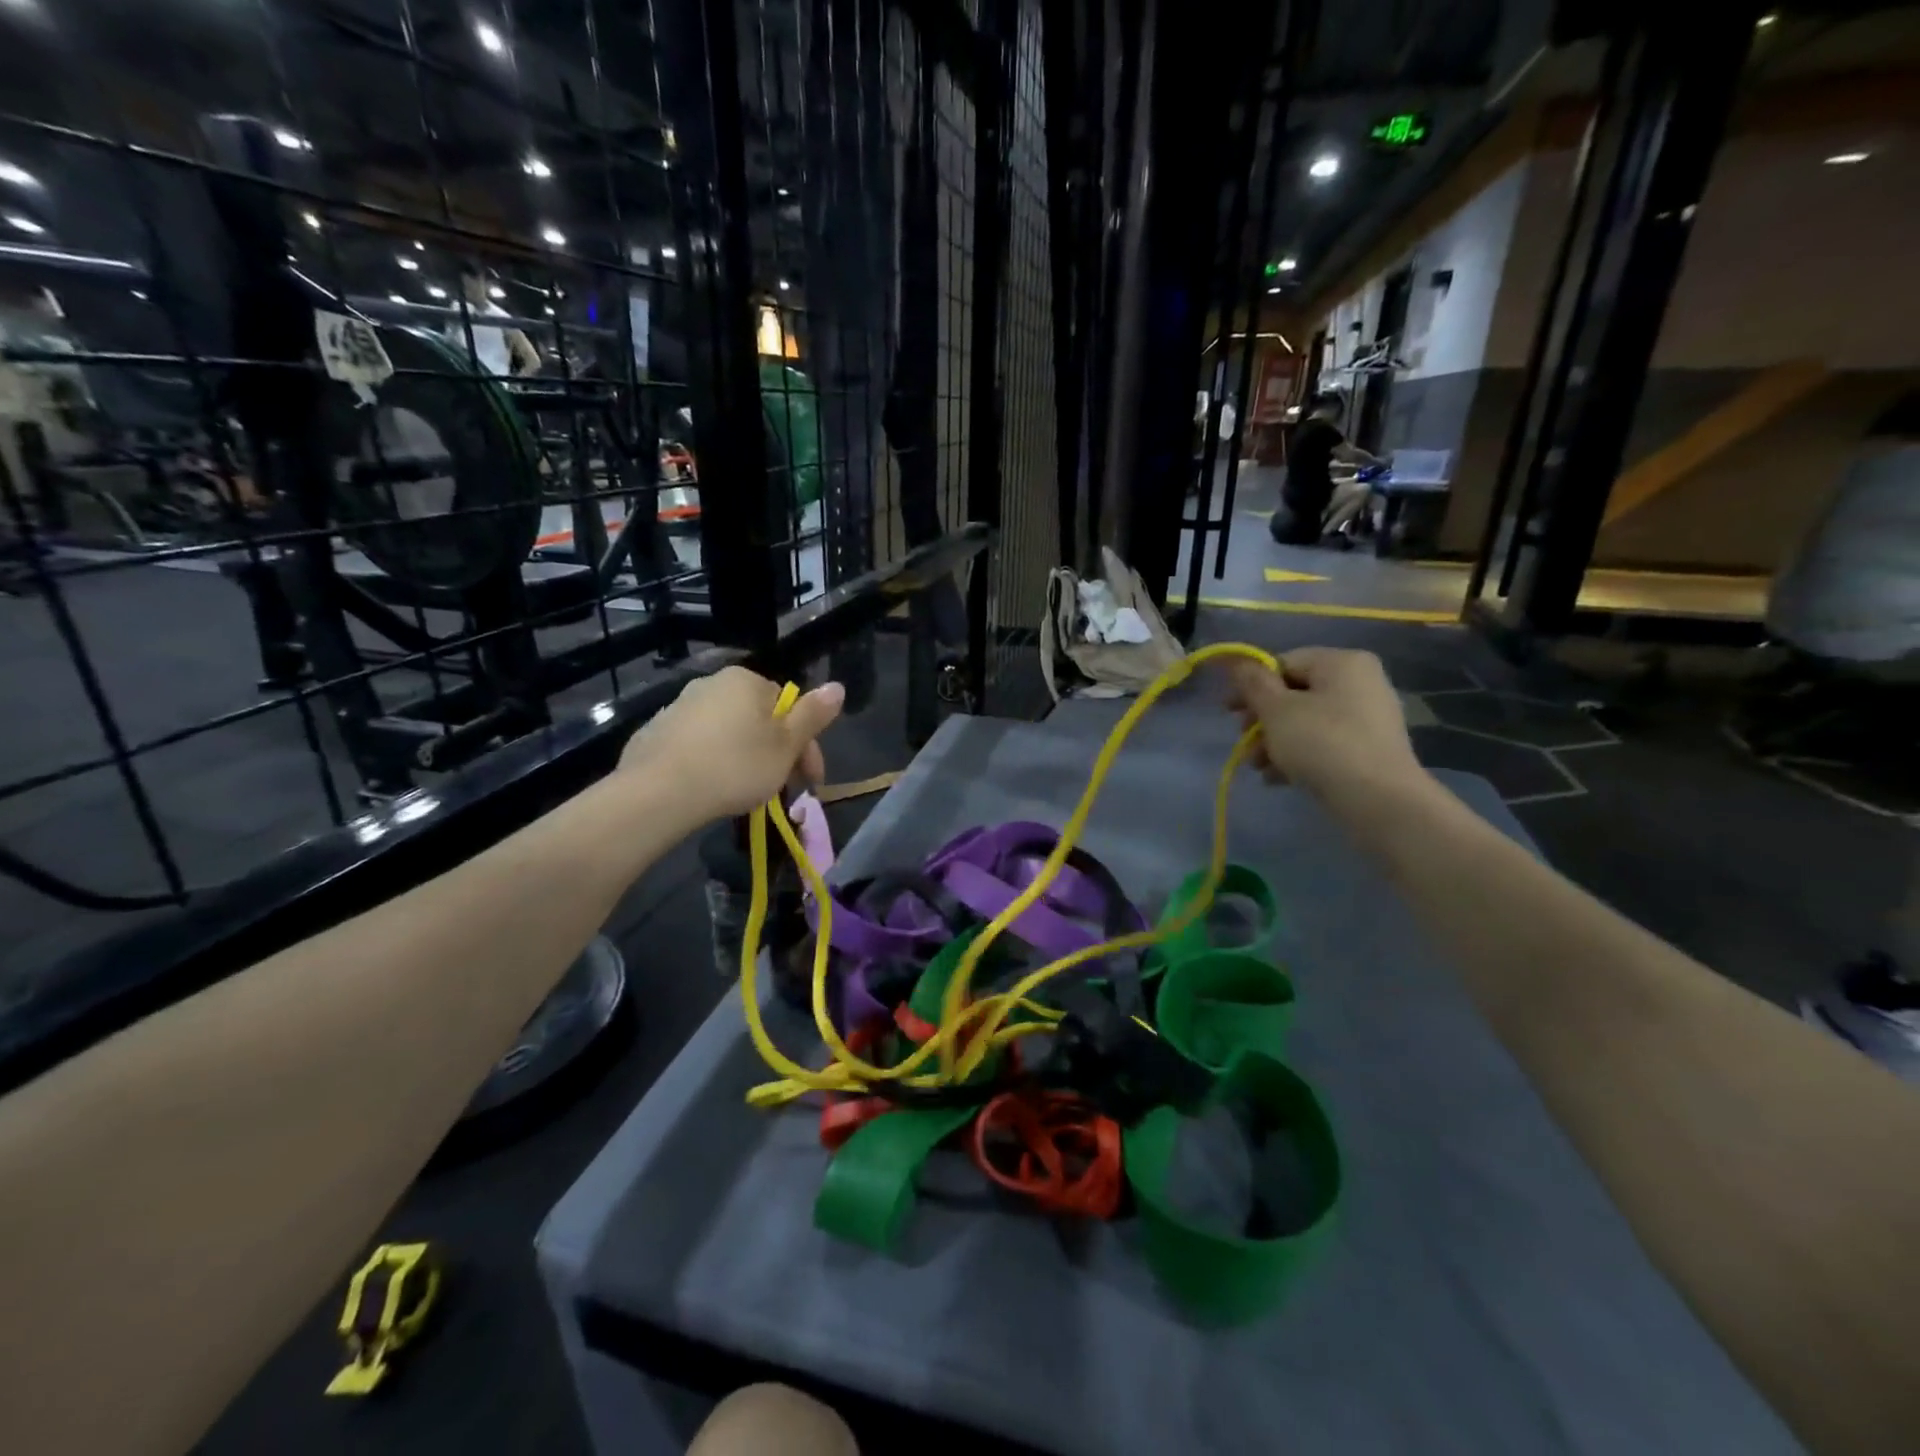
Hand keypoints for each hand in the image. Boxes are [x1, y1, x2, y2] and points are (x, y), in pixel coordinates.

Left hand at [618, 667, 844, 819]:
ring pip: (729, 733)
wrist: (657, 792)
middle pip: (759, 720)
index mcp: (746, 680)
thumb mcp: (785, 745)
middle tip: (782, 790)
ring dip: (745, 757)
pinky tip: (712, 788)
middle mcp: (712, 683)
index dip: (806, 747)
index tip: (811, 781)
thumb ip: (813, 715)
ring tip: (748, 794)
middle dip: (776, 753)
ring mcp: (679, 707)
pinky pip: (699, 746)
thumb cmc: (734, 766)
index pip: (789, 708)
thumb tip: (837, 686)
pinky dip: (713, 763)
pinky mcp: (656, 733)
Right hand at [1222, 648, 1425, 800]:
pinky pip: (1325, 743)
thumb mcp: (1276, 710)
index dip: (1252, 686)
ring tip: (1259, 768)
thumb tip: (1238, 661)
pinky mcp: (1371, 749)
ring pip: (1307, 722)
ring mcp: (1369, 717)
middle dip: (1263, 721)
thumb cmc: (1322, 743)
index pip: (1284, 663)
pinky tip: (1279, 778)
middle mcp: (1361, 682)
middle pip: (1295, 694)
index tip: (1229, 713)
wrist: (1378, 800)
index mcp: (1341, 662)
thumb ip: (1253, 683)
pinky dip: (1300, 755)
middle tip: (1245, 745)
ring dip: (1276, 742)